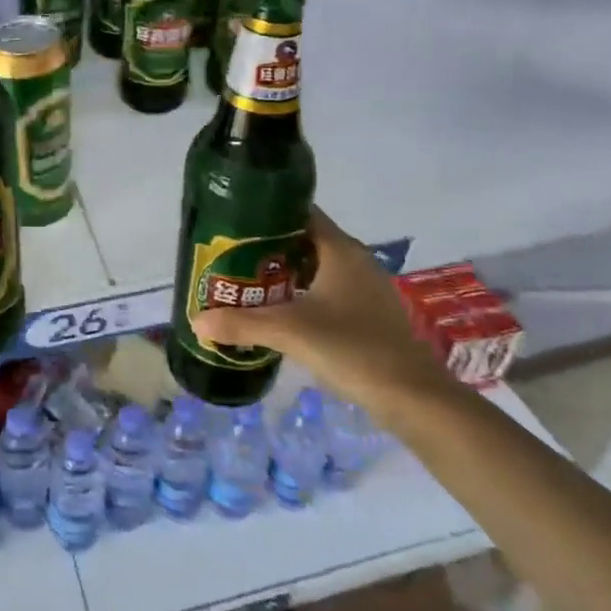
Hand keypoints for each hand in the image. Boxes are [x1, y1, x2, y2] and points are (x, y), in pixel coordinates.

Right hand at [191, 208, 452, 417]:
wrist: (413, 398)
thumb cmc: (352, 348)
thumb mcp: (291, 332)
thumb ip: (242, 323)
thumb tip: (197, 320)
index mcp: (340, 249)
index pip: (300, 213)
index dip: (267, 213)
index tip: (233, 222)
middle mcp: (354, 260)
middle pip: (304, 240)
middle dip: (268, 246)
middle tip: (230, 256)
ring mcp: (365, 288)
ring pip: (316, 267)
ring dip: (284, 272)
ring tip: (246, 282)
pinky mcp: (368, 314)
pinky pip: (327, 290)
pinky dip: (302, 294)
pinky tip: (280, 312)